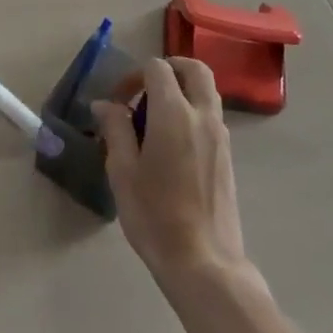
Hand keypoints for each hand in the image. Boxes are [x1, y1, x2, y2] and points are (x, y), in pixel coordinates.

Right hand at [92, 57, 248, 288]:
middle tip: (145, 91)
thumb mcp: (122, 171)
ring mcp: (220, 136)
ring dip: (182, 91)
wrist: (205, 264)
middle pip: (194, 69)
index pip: (158, 68)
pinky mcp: (228, 157)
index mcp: (174, 113)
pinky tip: (172, 146)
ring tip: (155, 121)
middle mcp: (202, 116)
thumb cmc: (156, 216)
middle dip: (169, 69)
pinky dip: (192, 112)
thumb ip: (115, 129)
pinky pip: (211, 116)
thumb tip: (105, 104)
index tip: (119, 102)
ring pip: (206, 91)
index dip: (134, 75)